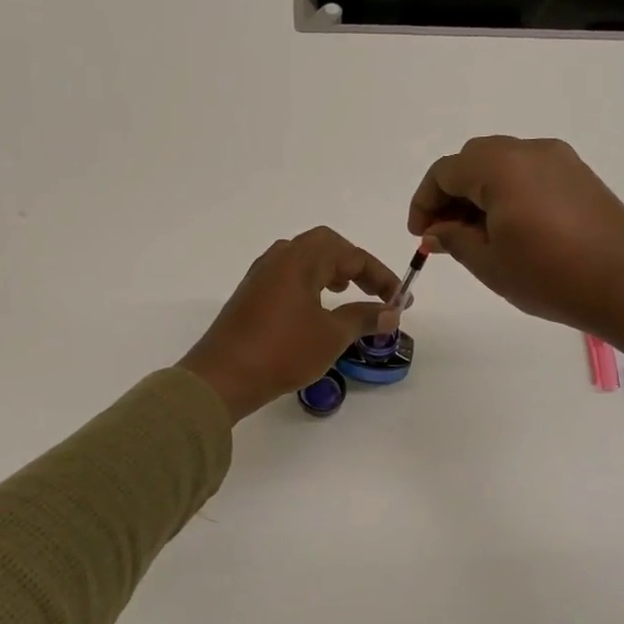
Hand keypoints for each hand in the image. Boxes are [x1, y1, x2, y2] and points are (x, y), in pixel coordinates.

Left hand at [181, 227, 401, 422]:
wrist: (223, 377)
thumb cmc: (283, 351)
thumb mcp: (332, 336)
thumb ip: (364, 318)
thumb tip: (392, 311)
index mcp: (300, 259)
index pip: (351, 254)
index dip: (380, 276)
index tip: (400, 299)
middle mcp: (279, 258)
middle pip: (325, 246)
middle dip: (354, 265)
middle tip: (373, 290)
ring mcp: (260, 276)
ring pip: (303, 260)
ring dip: (330, 272)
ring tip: (346, 293)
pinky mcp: (250, 296)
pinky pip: (288, 277)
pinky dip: (310, 284)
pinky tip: (316, 310)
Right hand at [407, 136, 623, 401]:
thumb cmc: (549, 276)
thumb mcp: (489, 263)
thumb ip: (453, 239)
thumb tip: (435, 230)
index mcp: (500, 167)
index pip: (445, 171)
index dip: (424, 202)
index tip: (421, 236)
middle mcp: (529, 150)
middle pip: (473, 160)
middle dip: (451, 194)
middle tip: (445, 235)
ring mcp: (559, 160)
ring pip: (502, 164)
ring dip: (479, 193)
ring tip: (477, 237)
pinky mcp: (579, 175)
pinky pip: (529, 173)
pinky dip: (508, 192)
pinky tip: (511, 230)